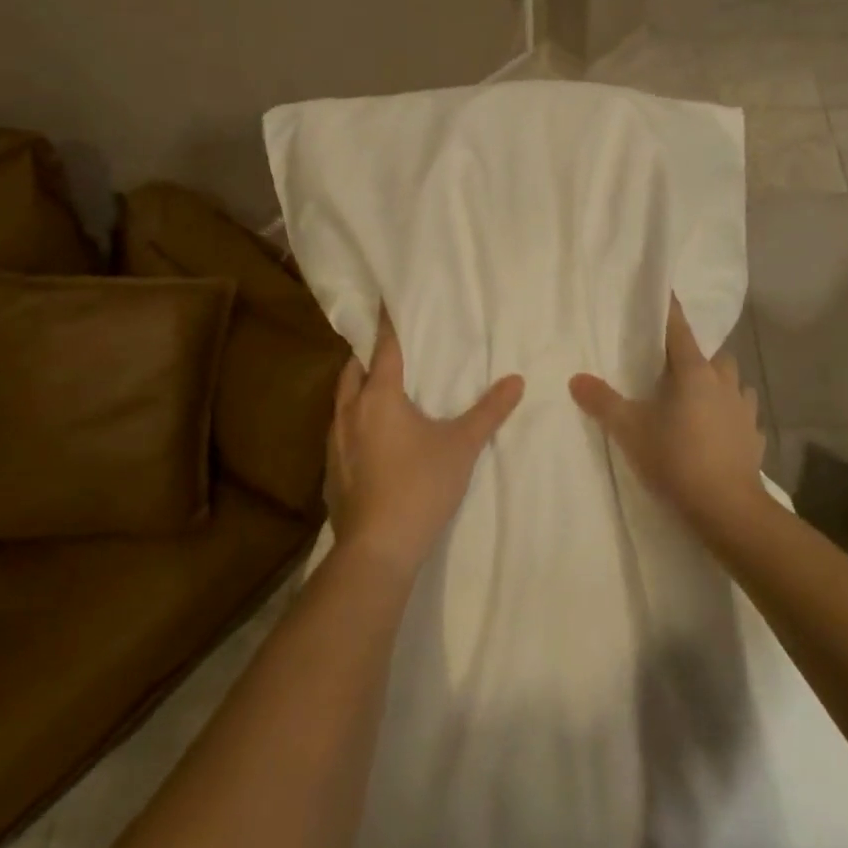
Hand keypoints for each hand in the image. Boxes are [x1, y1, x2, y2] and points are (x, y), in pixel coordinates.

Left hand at [325, 306, 523, 580]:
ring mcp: (335, 444)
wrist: (378, 548)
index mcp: (379, 397)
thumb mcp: (462, 445)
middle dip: (367, 356)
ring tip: (380, 389)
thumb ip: (489, 411)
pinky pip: (340, 431)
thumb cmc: (421, 485)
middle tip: (387, 349)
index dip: (386, 323)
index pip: (384, 348)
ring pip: (342, 402)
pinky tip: (372, 438)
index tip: (384, 300)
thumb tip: (516, 381)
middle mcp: (350, 413)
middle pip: (353, 371)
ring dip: (358, 389)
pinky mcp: (331, 471)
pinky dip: (354, 421)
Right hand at [569, 295, 766, 535]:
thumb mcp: (630, 430)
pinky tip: (721, 429)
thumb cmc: (675, 459)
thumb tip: (576, 378)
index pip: (680, 330)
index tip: (666, 293)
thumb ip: (603, 402)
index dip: (670, 311)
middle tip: (674, 369)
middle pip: (713, 356)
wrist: (726, 507)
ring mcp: (744, 410)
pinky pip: (744, 415)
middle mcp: (724, 383)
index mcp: (693, 373)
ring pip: (734, 382)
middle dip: (697, 356)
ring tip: (699, 397)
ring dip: (719, 383)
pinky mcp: (754, 437)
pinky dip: (732, 415)